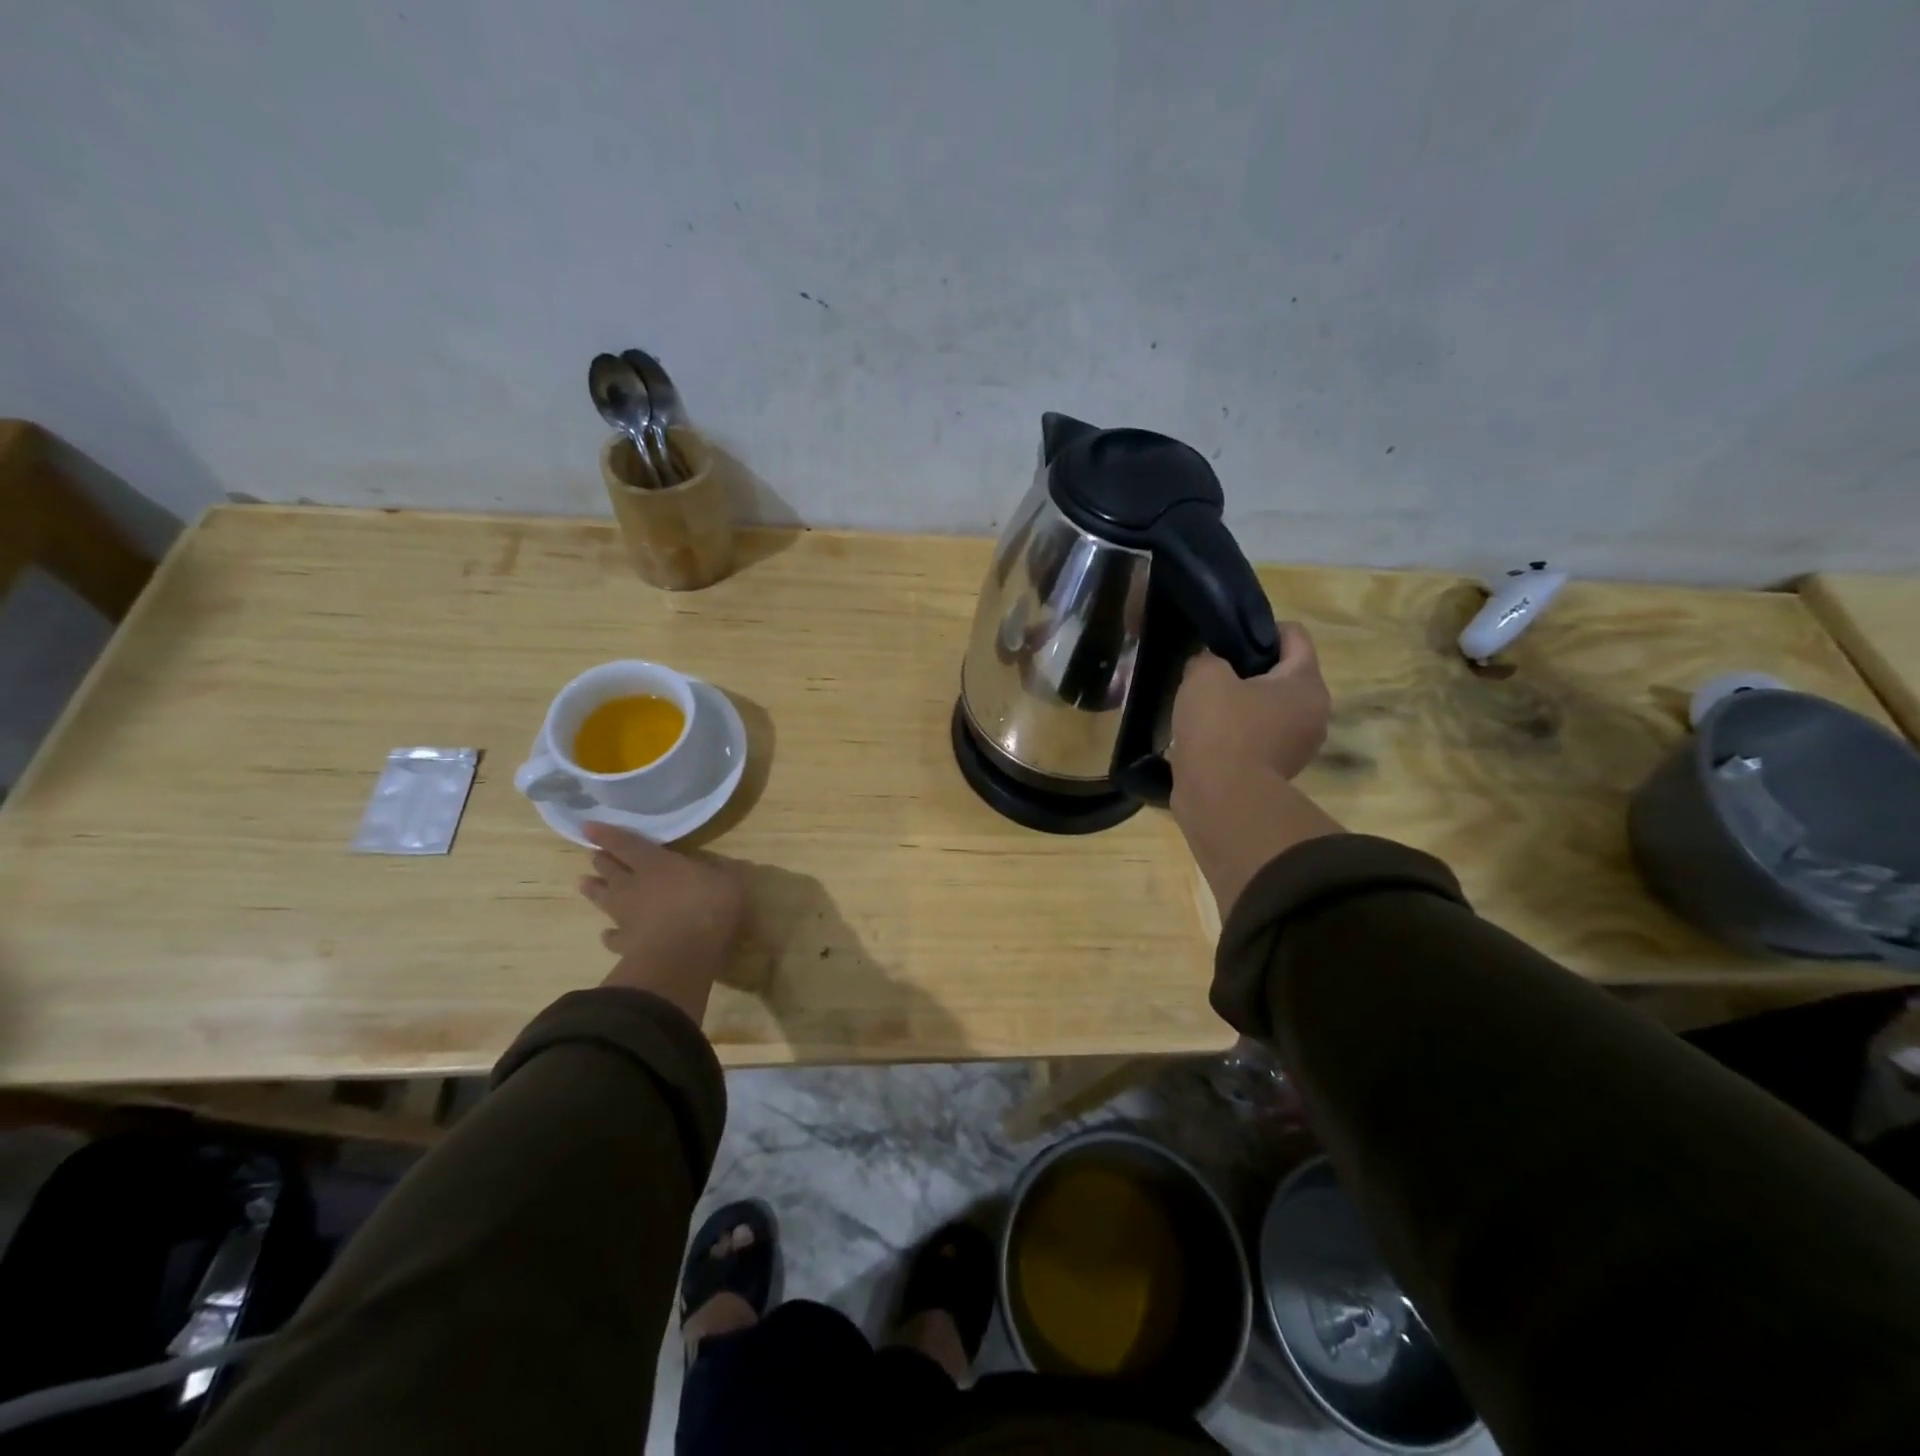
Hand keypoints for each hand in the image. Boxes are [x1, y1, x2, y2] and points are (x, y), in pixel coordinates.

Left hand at [579, 823, 748, 1020]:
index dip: (607, 835)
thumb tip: (723, 867)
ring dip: (594, 890)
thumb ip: (720, 872)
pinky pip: (613, 937)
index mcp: (656, 864)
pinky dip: (610, 934)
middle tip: (593, 855)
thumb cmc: (707, 907)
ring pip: (603, 899)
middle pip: (610, 869)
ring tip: (583, 883)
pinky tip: (606, 934)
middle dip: (602, 860)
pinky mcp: (626, 945)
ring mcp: (626, 916)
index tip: (587, 827)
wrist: (683, 954)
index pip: (626, 844)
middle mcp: (634, 886)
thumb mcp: (728, 881)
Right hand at [1166, 625, 1342, 917]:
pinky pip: (1258, 738)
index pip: (1294, 635)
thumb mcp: (1204, 676)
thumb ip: (1207, 659)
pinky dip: (1236, 733)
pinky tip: (1207, 736)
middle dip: (1249, 670)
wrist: (1221, 800)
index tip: (1226, 639)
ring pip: (1269, 709)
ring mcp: (1298, 746)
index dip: (1259, 629)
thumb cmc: (1220, 729)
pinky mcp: (1276, 772)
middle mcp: (1314, 713)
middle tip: (1211, 673)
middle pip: (1283, 674)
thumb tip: (1208, 666)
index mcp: (1306, 682)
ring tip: (1203, 707)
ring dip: (1241, 704)